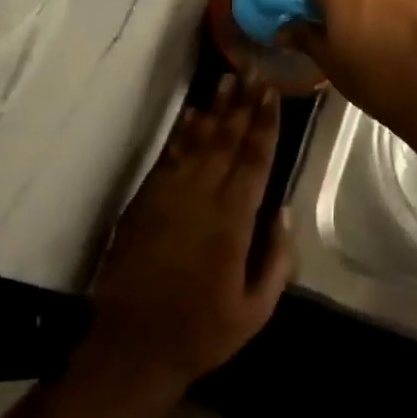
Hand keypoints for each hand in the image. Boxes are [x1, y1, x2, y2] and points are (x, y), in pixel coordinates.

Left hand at [85, 76, 293, 394]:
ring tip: (227, 79)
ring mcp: (170, 196)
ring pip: (198, 141)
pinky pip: (169, 156)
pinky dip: (182, 132)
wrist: (132, 347)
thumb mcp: (256, 310)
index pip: (254, 160)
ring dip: (215, 109)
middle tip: (254, 71)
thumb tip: (283, 211)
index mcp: (233, 222)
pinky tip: (192, 114)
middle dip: (243, 104)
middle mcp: (202, 198)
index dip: (265, 123)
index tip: (273, 92)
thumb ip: (277, 259)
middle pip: (227, 140)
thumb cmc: (201, 332)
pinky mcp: (145, 201)